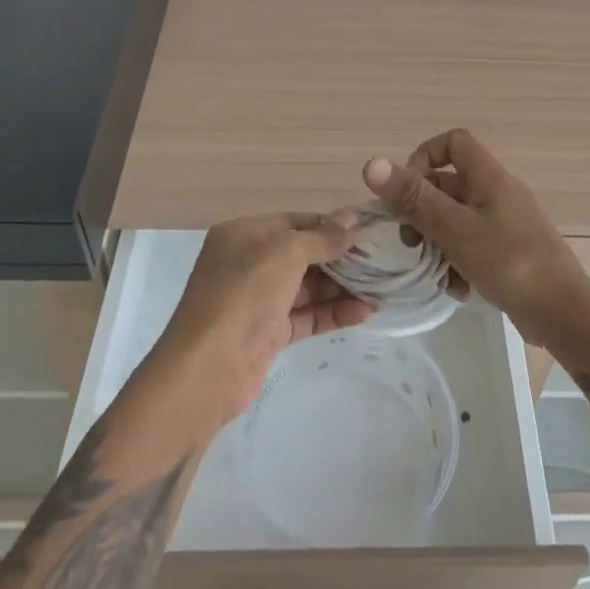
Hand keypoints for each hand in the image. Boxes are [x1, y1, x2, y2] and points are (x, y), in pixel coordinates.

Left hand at [157, 212, 373, 423]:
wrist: (207, 369)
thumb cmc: (244, 295)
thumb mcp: (285, 253)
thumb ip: (323, 237)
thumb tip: (354, 218)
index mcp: (245, 234)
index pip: (297, 222)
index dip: (333, 226)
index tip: (370, 232)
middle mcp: (249, 262)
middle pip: (304, 254)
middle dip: (341, 258)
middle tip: (382, 262)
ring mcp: (258, 299)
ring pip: (308, 287)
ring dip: (343, 287)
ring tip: (381, 289)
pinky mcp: (268, 333)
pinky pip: (306, 315)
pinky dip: (333, 312)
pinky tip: (364, 312)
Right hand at [363, 130, 589, 347]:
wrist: (563, 314)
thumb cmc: (509, 262)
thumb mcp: (454, 230)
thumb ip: (413, 198)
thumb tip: (372, 163)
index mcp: (488, 177)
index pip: (453, 142)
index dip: (425, 157)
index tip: (406, 191)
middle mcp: (497, 192)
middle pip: (448, 184)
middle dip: (423, 211)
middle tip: (411, 241)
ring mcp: (505, 222)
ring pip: (457, 219)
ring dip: (438, 243)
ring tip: (434, 272)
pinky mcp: (509, 250)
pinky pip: (473, 244)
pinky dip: (459, 262)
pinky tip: (457, 289)